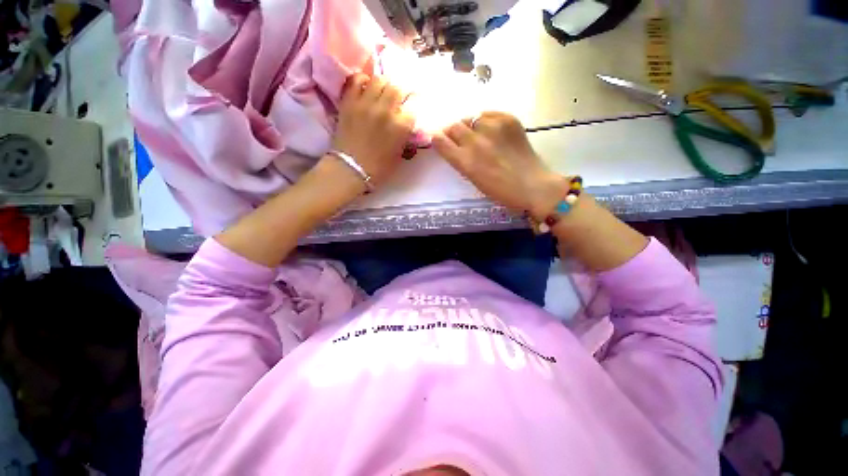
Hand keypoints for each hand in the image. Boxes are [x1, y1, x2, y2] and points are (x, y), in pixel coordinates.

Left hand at [331, 73, 414, 185]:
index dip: (413, 107)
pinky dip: (364, 80)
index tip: (411, 109)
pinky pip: (357, 80)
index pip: (413, 107)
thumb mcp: (399, 156)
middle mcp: (385, 110)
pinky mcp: (350, 102)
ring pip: (379, 80)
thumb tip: (408, 127)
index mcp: (400, 126)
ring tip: (383, 92)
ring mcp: (366, 104)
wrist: (350, 169)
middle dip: (401, 92)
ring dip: (384, 85)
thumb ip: (405, 138)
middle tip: (398, 98)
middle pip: (398, 88)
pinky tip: (366, 88)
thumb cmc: (378, 168)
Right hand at [432, 112, 567, 219]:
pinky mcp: (508, 119)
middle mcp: (475, 142)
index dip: (437, 139)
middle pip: (453, 126)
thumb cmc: (500, 190)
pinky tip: (492, 131)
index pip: (440, 141)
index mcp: (465, 161)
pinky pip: (488, 114)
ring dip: (469, 126)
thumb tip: (454, 146)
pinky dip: (486, 121)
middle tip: (459, 138)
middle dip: (452, 132)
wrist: (532, 185)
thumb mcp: (473, 179)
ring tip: (478, 135)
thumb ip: (461, 161)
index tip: (439, 140)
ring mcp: (492, 128)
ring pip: (470, 118)